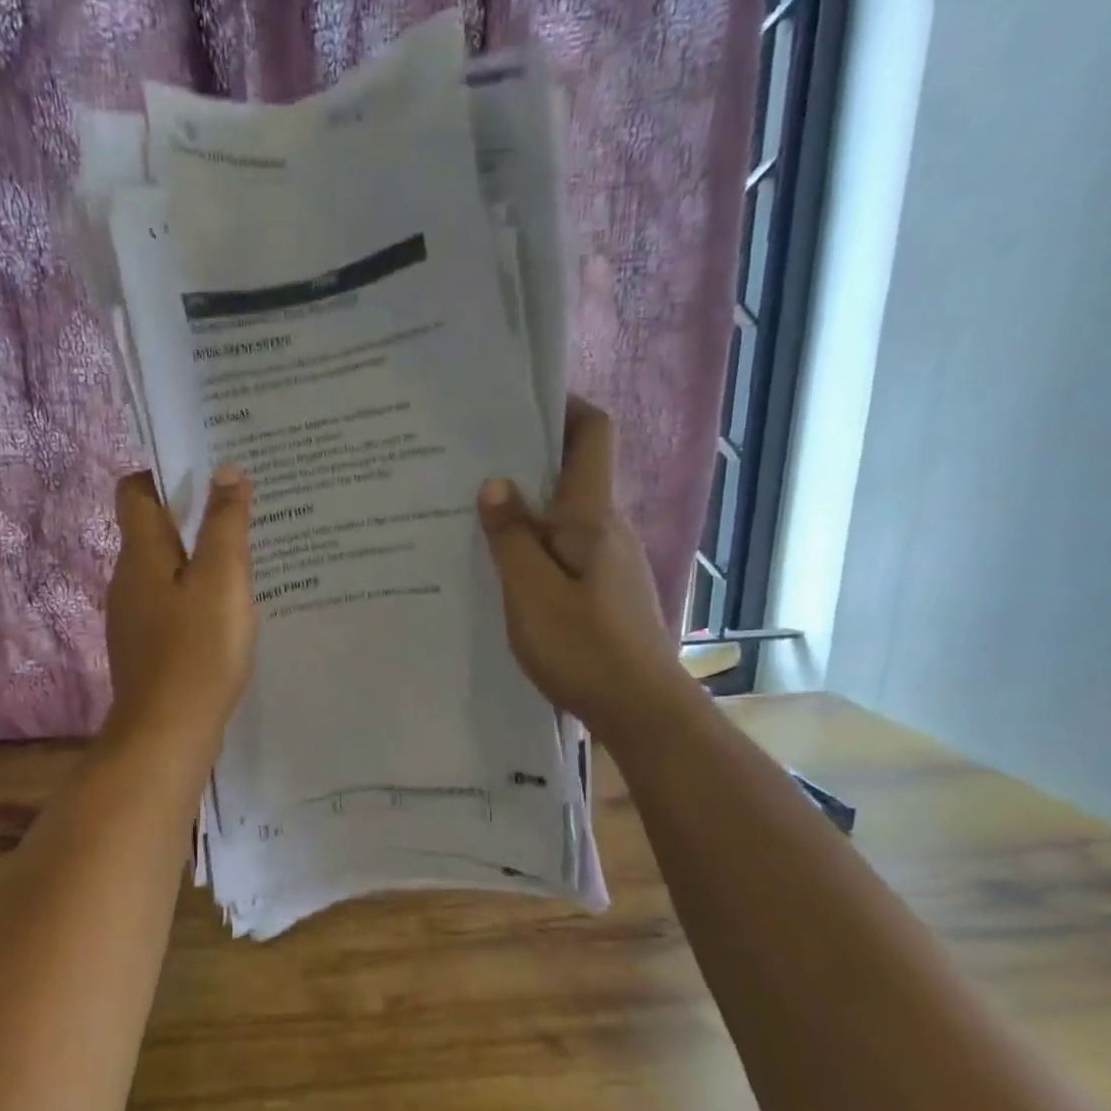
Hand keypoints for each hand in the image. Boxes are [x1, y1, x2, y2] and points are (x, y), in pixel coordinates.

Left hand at [103, 466, 256, 754]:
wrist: (167, 734)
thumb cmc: (197, 650)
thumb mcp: (222, 580)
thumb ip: (225, 524)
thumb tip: (225, 470)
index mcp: (141, 554)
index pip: (136, 491)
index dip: (165, 473)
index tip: (207, 467)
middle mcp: (128, 579)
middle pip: (153, 529)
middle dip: (192, 513)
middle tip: (241, 506)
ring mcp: (135, 616)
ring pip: (166, 569)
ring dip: (198, 556)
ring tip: (245, 553)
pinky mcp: (148, 646)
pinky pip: (172, 602)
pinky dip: (197, 593)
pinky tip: (230, 607)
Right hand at [478, 398, 687, 734]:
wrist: (642, 712)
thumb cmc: (585, 649)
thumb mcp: (532, 594)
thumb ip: (511, 537)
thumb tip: (495, 483)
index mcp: (592, 518)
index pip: (592, 435)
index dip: (564, 405)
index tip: (518, 399)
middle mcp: (606, 530)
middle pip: (573, 472)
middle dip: (527, 458)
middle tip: (469, 460)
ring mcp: (608, 563)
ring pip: (564, 517)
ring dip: (526, 508)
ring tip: (471, 513)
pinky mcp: (603, 592)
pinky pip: (563, 551)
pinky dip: (533, 546)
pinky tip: (499, 567)